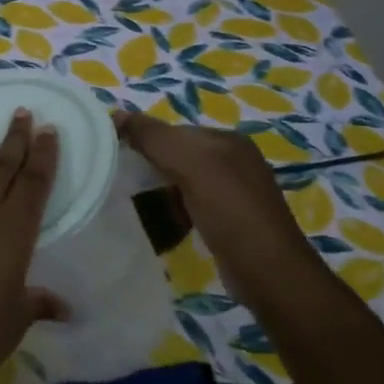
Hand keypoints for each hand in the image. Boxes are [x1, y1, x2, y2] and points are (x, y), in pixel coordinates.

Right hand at [113, 109, 316, 285]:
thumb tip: (116, 113)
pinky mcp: (229, 221)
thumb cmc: (229, 209)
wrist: (266, 270)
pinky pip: (190, 206)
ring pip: (182, 182)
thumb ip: (153, 136)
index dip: (145, 139)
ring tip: (135, 204)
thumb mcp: (190, 163)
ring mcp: (234, 193)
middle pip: (177, 155)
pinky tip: (160, 223)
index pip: (174, 130)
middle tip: (122, 182)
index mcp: (228, 140)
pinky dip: (172, 212)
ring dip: (159, 192)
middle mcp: (234, 161)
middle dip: (151, 166)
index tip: (117, 158)